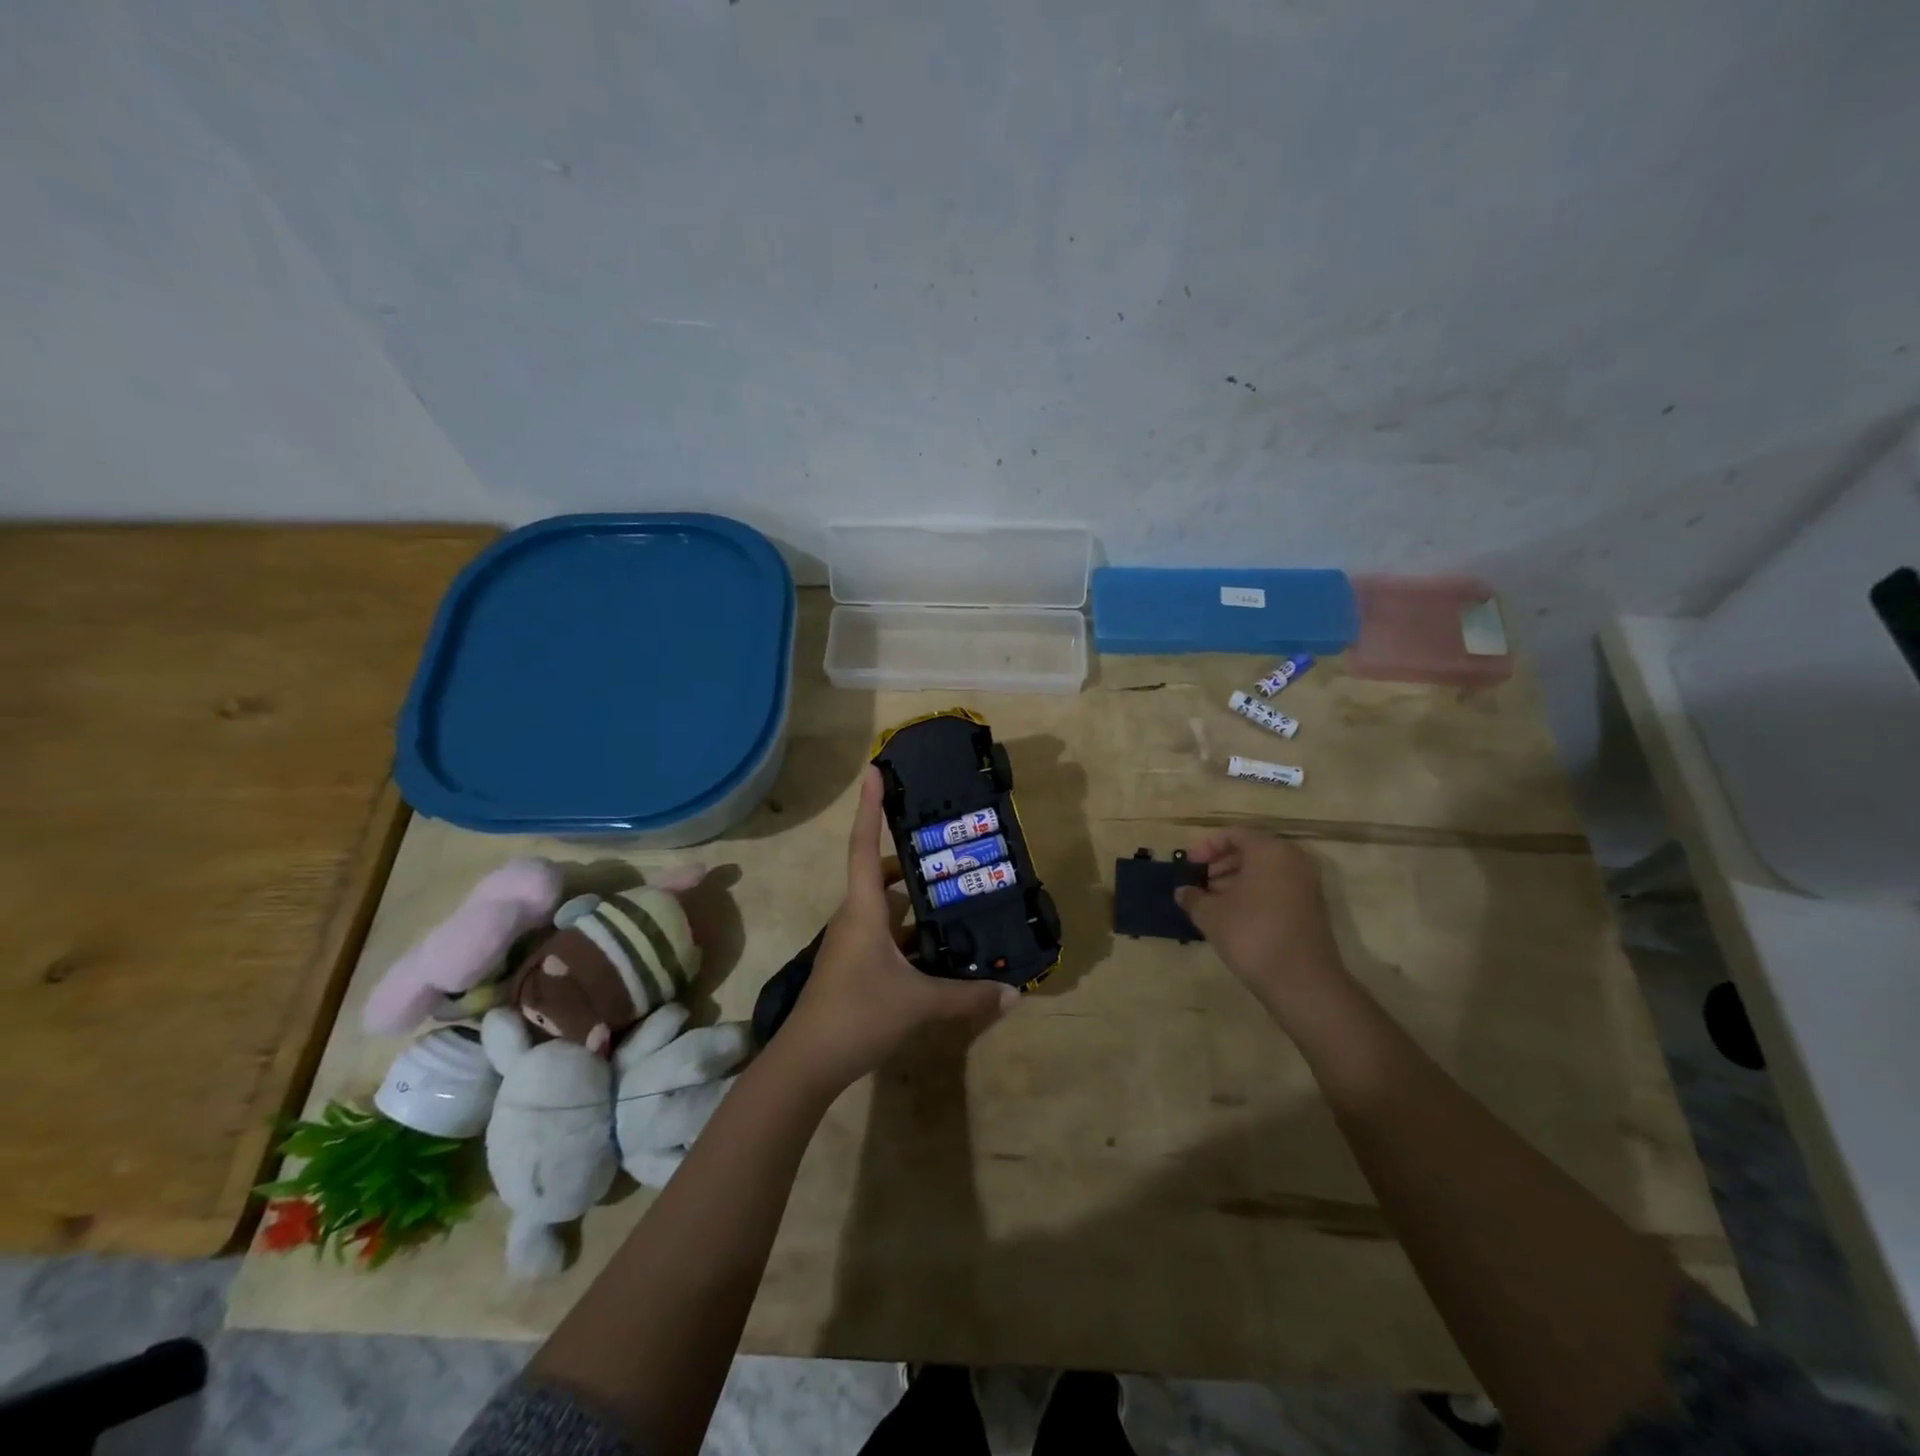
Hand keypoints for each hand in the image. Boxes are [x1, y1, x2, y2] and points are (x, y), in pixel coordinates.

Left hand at [772, 768, 1014, 1095]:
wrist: (807, 1064)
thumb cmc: (856, 1016)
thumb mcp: (918, 1005)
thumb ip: (967, 997)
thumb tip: (1014, 992)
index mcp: (863, 910)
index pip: (864, 845)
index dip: (870, 807)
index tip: (874, 770)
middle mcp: (855, 917)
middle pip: (879, 872)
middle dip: (910, 856)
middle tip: (949, 844)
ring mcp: (853, 942)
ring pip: (886, 906)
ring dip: (915, 897)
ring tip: (956, 890)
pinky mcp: (857, 965)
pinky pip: (888, 935)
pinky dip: (912, 931)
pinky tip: (942, 944)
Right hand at [1175, 828, 1345, 1005]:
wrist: (1301, 981)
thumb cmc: (1251, 935)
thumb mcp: (1210, 914)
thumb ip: (1193, 897)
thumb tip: (1182, 892)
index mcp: (1269, 850)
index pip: (1233, 834)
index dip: (1206, 846)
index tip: (1189, 865)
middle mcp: (1292, 859)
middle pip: (1251, 850)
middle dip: (1221, 864)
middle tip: (1199, 882)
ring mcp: (1306, 884)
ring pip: (1265, 870)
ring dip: (1236, 880)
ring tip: (1211, 901)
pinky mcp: (1312, 907)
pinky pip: (1277, 887)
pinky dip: (1254, 893)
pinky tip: (1234, 915)